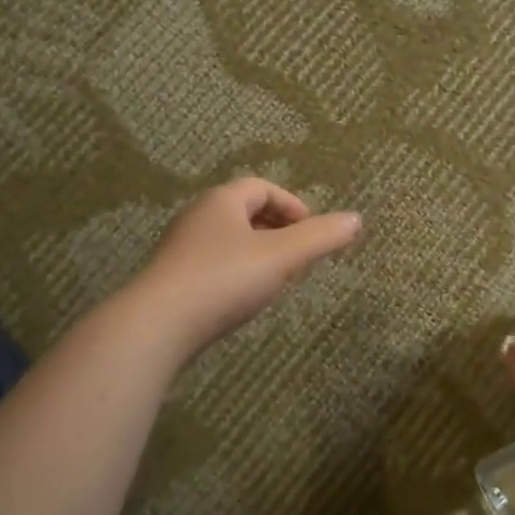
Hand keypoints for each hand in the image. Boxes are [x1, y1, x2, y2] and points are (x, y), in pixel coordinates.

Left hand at [130, 177, 361, 361]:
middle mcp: (198, 217)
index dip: (292, 205)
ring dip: (258, 253)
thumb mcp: (282, 257)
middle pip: (244, 212)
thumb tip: (356, 219)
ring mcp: (181, 248)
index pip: (262, 188)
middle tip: (300, 256)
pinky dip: (237, 272)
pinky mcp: (172, 279)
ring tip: (278, 279)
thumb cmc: (224, 280)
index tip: (311, 232)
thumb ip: (321, 238)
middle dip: (277, 229)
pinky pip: (213, 264)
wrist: (157, 326)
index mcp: (222, 201)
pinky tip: (244, 299)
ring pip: (229, 240)